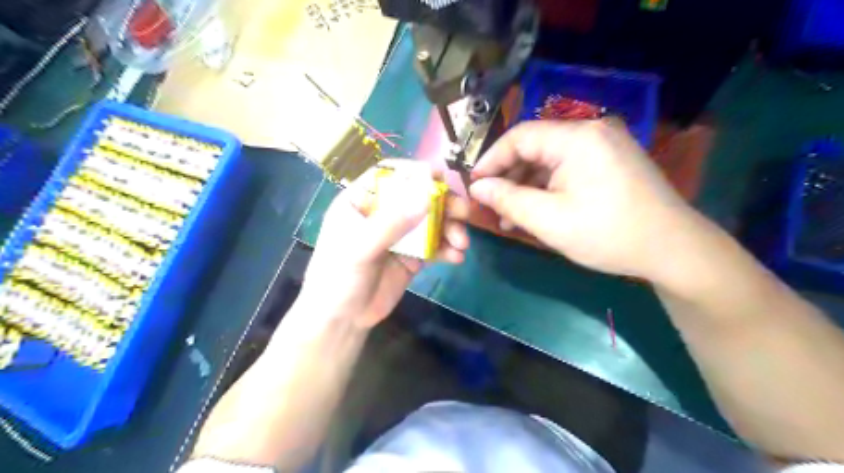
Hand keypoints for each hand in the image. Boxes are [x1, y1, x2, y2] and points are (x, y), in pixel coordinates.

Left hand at [297, 165, 471, 326]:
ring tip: (461, 242)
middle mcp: (383, 214)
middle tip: (463, 211)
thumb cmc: (338, 277)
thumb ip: (391, 223)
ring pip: (431, 221)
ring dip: (450, 228)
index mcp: (362, 202)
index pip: (390, 175)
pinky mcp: (413, 256)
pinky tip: (456, 257)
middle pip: (418, 197)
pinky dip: (448, 249)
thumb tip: (428, 195)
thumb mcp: (360, 247)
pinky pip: (435, 246)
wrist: (342, 320)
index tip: (442, 175)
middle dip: (443, 202)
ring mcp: (400, 235)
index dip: (415, 172)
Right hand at [472, 119, 696, 280]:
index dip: (491, 160)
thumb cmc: (607, 234)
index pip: (519, 136)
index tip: (474, 185)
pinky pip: (568, 168)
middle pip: (535, 147)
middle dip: (509, 177)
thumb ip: (507, 199)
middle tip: (493, 206)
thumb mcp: (548, 220)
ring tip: (511, 217)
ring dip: (527, 186)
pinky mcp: (612, 161)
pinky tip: (538, 211)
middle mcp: (592, 131)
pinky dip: (549, 187)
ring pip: (550, 160)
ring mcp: (605, 145)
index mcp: (577, 138)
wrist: (673, 250)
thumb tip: (477, 187)